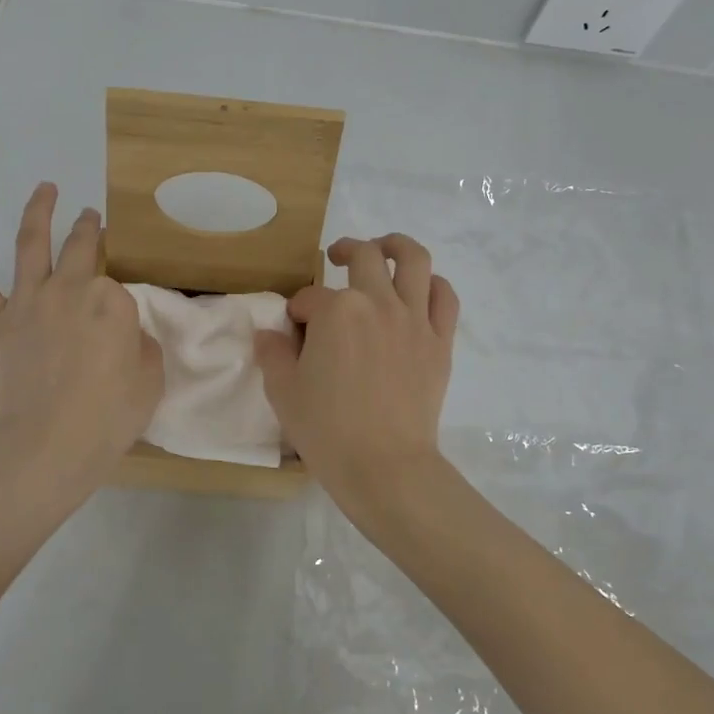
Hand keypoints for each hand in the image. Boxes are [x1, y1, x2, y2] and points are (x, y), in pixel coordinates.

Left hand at [0, 184, 163, 500]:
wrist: (46, 446)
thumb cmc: (107, 418)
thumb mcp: (149, 379)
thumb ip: (139, 344)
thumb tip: (123, 333)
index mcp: (111, 300)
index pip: (118, 286)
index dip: (121, 299)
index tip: (122, 313)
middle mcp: (69, 288)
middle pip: (80, 247)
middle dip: (88, 228)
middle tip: (91, 217)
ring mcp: (28, 302)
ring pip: (30, 244)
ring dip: (39, 211)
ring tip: (45, 189)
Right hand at [253, 234, 458, 508]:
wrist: (385, 466)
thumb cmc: (327, 430)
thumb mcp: (283, 392)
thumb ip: (273, 354)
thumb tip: (268, 334)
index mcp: (336, 311)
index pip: (309, 298)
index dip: (297, 312)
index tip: (294, 331)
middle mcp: (377, 302)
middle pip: (363, 257)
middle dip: (344, 252)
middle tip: (334, 259)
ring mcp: (414, 319)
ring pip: (414, 259)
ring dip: (395, 246)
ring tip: (383, 249)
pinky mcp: (439, 341)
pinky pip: (444, 297)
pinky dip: (433, 284)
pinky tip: (420, 289)